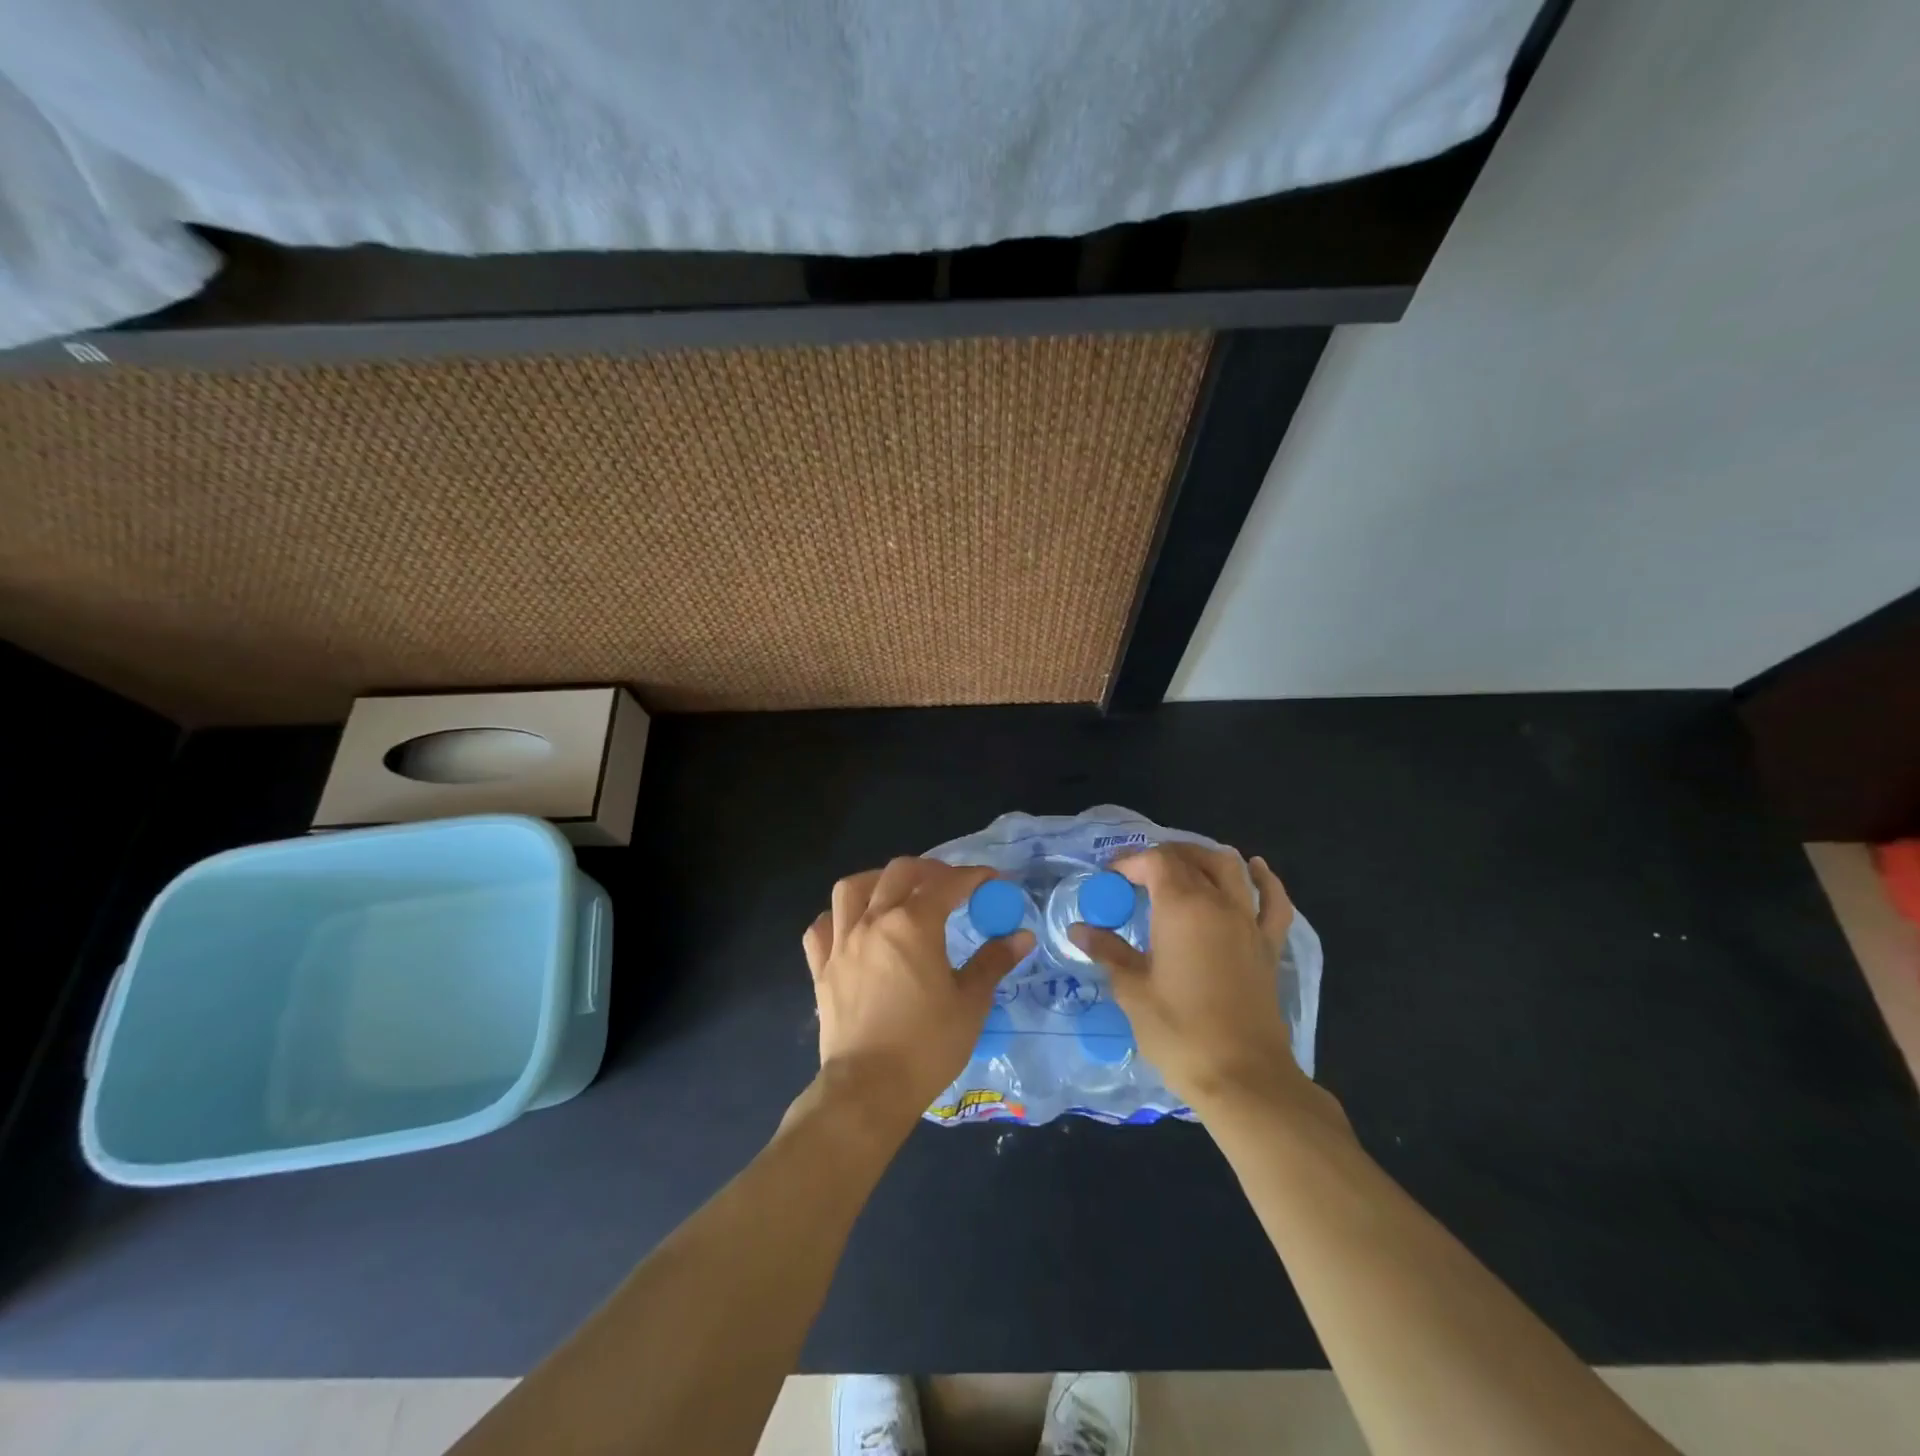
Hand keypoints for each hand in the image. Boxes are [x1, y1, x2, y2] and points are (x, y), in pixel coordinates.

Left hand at [802, 857, 1033, 1132]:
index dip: (972, 876)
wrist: (869, 1089)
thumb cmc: (927, 1045)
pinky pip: (822, 927)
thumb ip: (993, 962)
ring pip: (851, 889)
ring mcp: (841, 943)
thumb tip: (1021, 936)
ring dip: (877, 881)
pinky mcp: (821, 968)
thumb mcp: (970, 1003)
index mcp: (913, 924)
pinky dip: (837, 917)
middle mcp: (874, 921)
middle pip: (898, 872)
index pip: (947, 883)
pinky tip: (853, 927)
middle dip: (928, 869)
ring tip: (895, 892)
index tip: (991, 880)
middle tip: (949, 884)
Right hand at [1069, 844, 1305, 1110]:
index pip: (1156, 861)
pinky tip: (1255, 869)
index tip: (1110, 878)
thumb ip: (1108, 952)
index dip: (1130, 861)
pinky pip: (1273, 902)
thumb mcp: (1133, 991)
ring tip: (1182, 866)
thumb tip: (1079, 930)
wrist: (1243, 1078)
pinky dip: (1264, 881)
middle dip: (1160, 857)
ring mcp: (1249, 923)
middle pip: (1191, 858)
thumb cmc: (1180, 1032)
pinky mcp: (1268, 947)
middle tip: (1136, 873)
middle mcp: (1219, 904)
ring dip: (1204, 858)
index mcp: (1182, 908)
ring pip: (1230, 869)